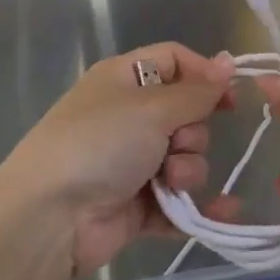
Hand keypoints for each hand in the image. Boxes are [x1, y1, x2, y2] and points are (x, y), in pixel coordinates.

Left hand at [0, 43, 241, 274]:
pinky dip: (196, 206)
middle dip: (192, 132)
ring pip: (185, 157)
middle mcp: (129, 116)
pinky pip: (179, 201)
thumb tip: (229, 62)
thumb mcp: (152, 108)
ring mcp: (132, 162)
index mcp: (125, 79)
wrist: (50, 217)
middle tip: (176, 144)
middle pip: (186, 113)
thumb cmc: (100, 144)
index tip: (230, 98)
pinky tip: (225, 212)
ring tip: (169, 182)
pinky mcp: (137, 204)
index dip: (204, 75)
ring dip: (188, 169)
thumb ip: (197, 91)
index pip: (175, 61)